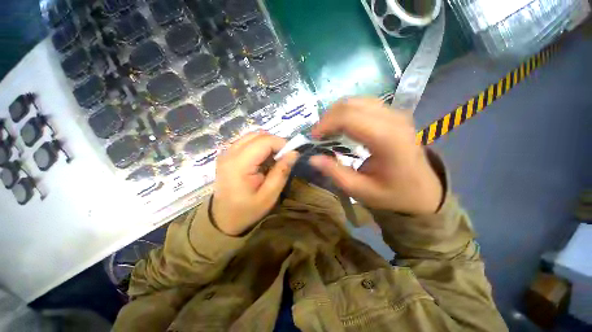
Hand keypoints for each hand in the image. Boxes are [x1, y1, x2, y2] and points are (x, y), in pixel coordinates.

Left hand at [212, 131, 298, 235]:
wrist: (223, 218)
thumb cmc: (247, 210)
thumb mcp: (269, 195)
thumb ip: (282, 172)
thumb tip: (294, 153)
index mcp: (239, 164)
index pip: (264, 141)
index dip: (281, 144)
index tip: (291, 155)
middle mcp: (230, 153)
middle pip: (258, 135)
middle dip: (275, 142)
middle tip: (284, 157)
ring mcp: (226, 152)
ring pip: (252, 136)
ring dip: (267, 143)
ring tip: (274, 158)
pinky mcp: (227, 154)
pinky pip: (246, 141)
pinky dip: (259, 146)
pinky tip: (263, 159)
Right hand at [309, 98, 442, 214]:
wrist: (424, 192)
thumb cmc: (393, 194)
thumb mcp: (361, 190)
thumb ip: (335, 173)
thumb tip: (313, 158)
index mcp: (387, 139)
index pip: (349, 118)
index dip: (326, 123)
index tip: (313, 137)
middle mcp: (393, 120)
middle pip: (351, 104)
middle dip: (328, 116)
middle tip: (318, 134)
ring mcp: (396, 114)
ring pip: (357, 101)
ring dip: (337, 113)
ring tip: (327, 130)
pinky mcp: (395, 115)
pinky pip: (365, 104)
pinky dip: (348, 112)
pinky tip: (343, 126)